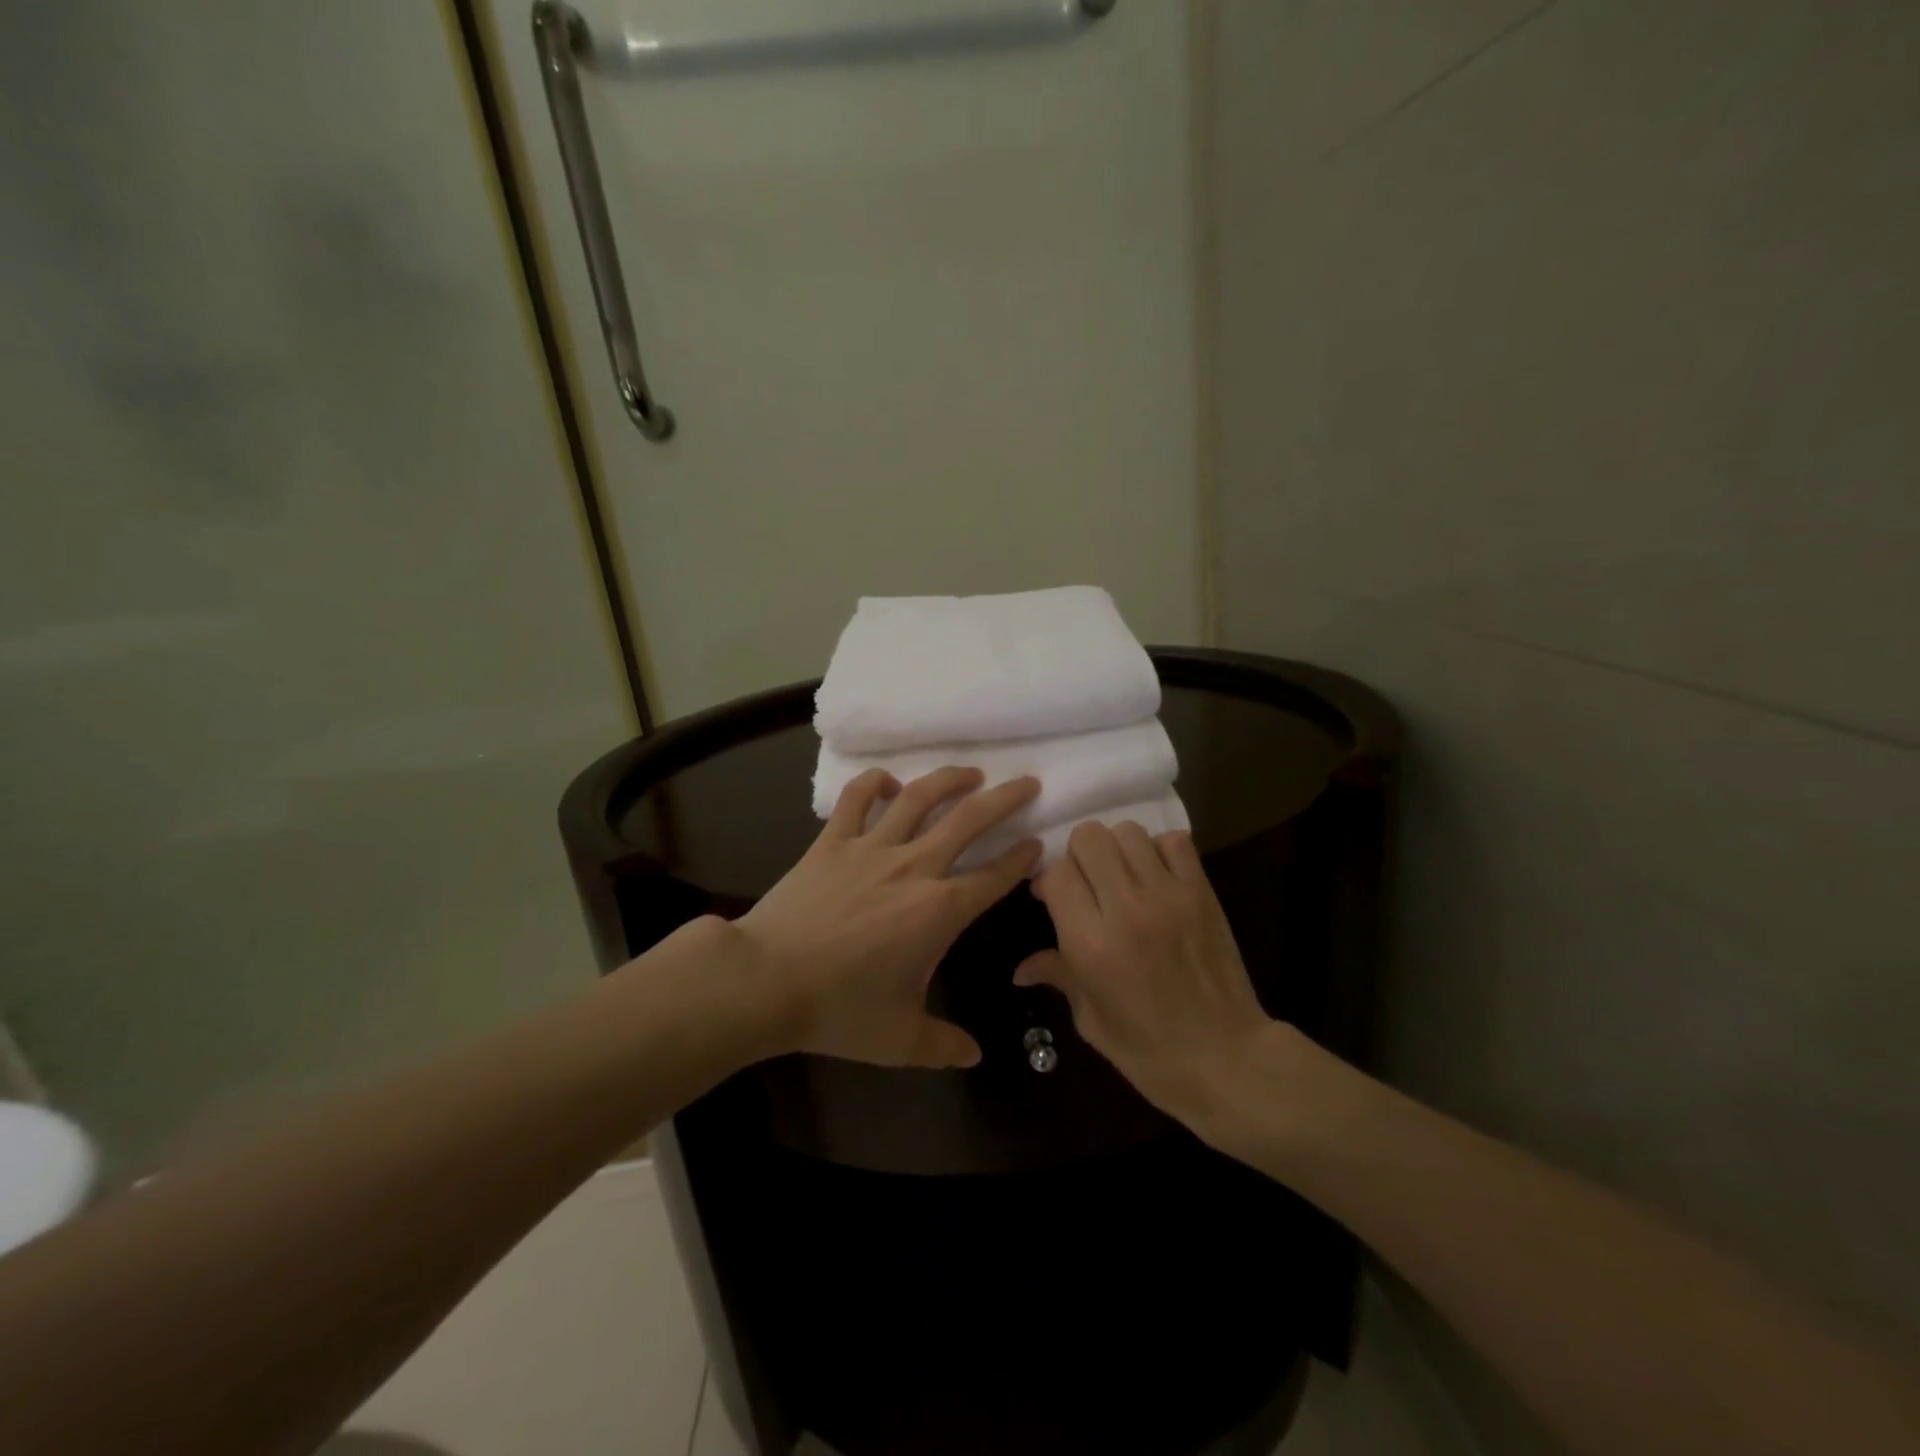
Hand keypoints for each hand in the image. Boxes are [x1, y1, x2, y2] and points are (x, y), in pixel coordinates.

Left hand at [737, 766, 1040, 1068]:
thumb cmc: (839, 1009)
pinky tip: (889, 782)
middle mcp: (914, 867)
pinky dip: (874, 782)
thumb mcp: (899, 1040)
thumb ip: (943, 1045)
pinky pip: (856, 798)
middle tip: (1028, 783)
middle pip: (970, 820)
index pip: (994, 877)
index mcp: (939, 910)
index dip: (1022, 859)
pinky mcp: (832, 841)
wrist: (767, 981)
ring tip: (972, 772)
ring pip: (920, 797)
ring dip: (950, 779)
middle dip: (1006, 799)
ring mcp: (872, 847)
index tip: (1038, 844)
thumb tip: (974, 1054)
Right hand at [1015, 822, 1273, 1128]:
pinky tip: (1155, 877)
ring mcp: (1169, 895)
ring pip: (1128, 832)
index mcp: (1091, 943)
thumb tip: (1020, 969)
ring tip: (1121, 877)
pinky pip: (1174, 842)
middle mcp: (1126, 908)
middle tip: (1086, 883)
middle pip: (1089, 837)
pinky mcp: (1202, 892)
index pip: (1056, 873)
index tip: (1049, 898)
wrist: (1227, 1059)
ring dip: (1116, 849)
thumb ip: (1058, 975)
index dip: (1048, 881)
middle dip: (1078, 855)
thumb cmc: (1149, 1051)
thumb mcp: (1090, 1019)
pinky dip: (1158, 850)